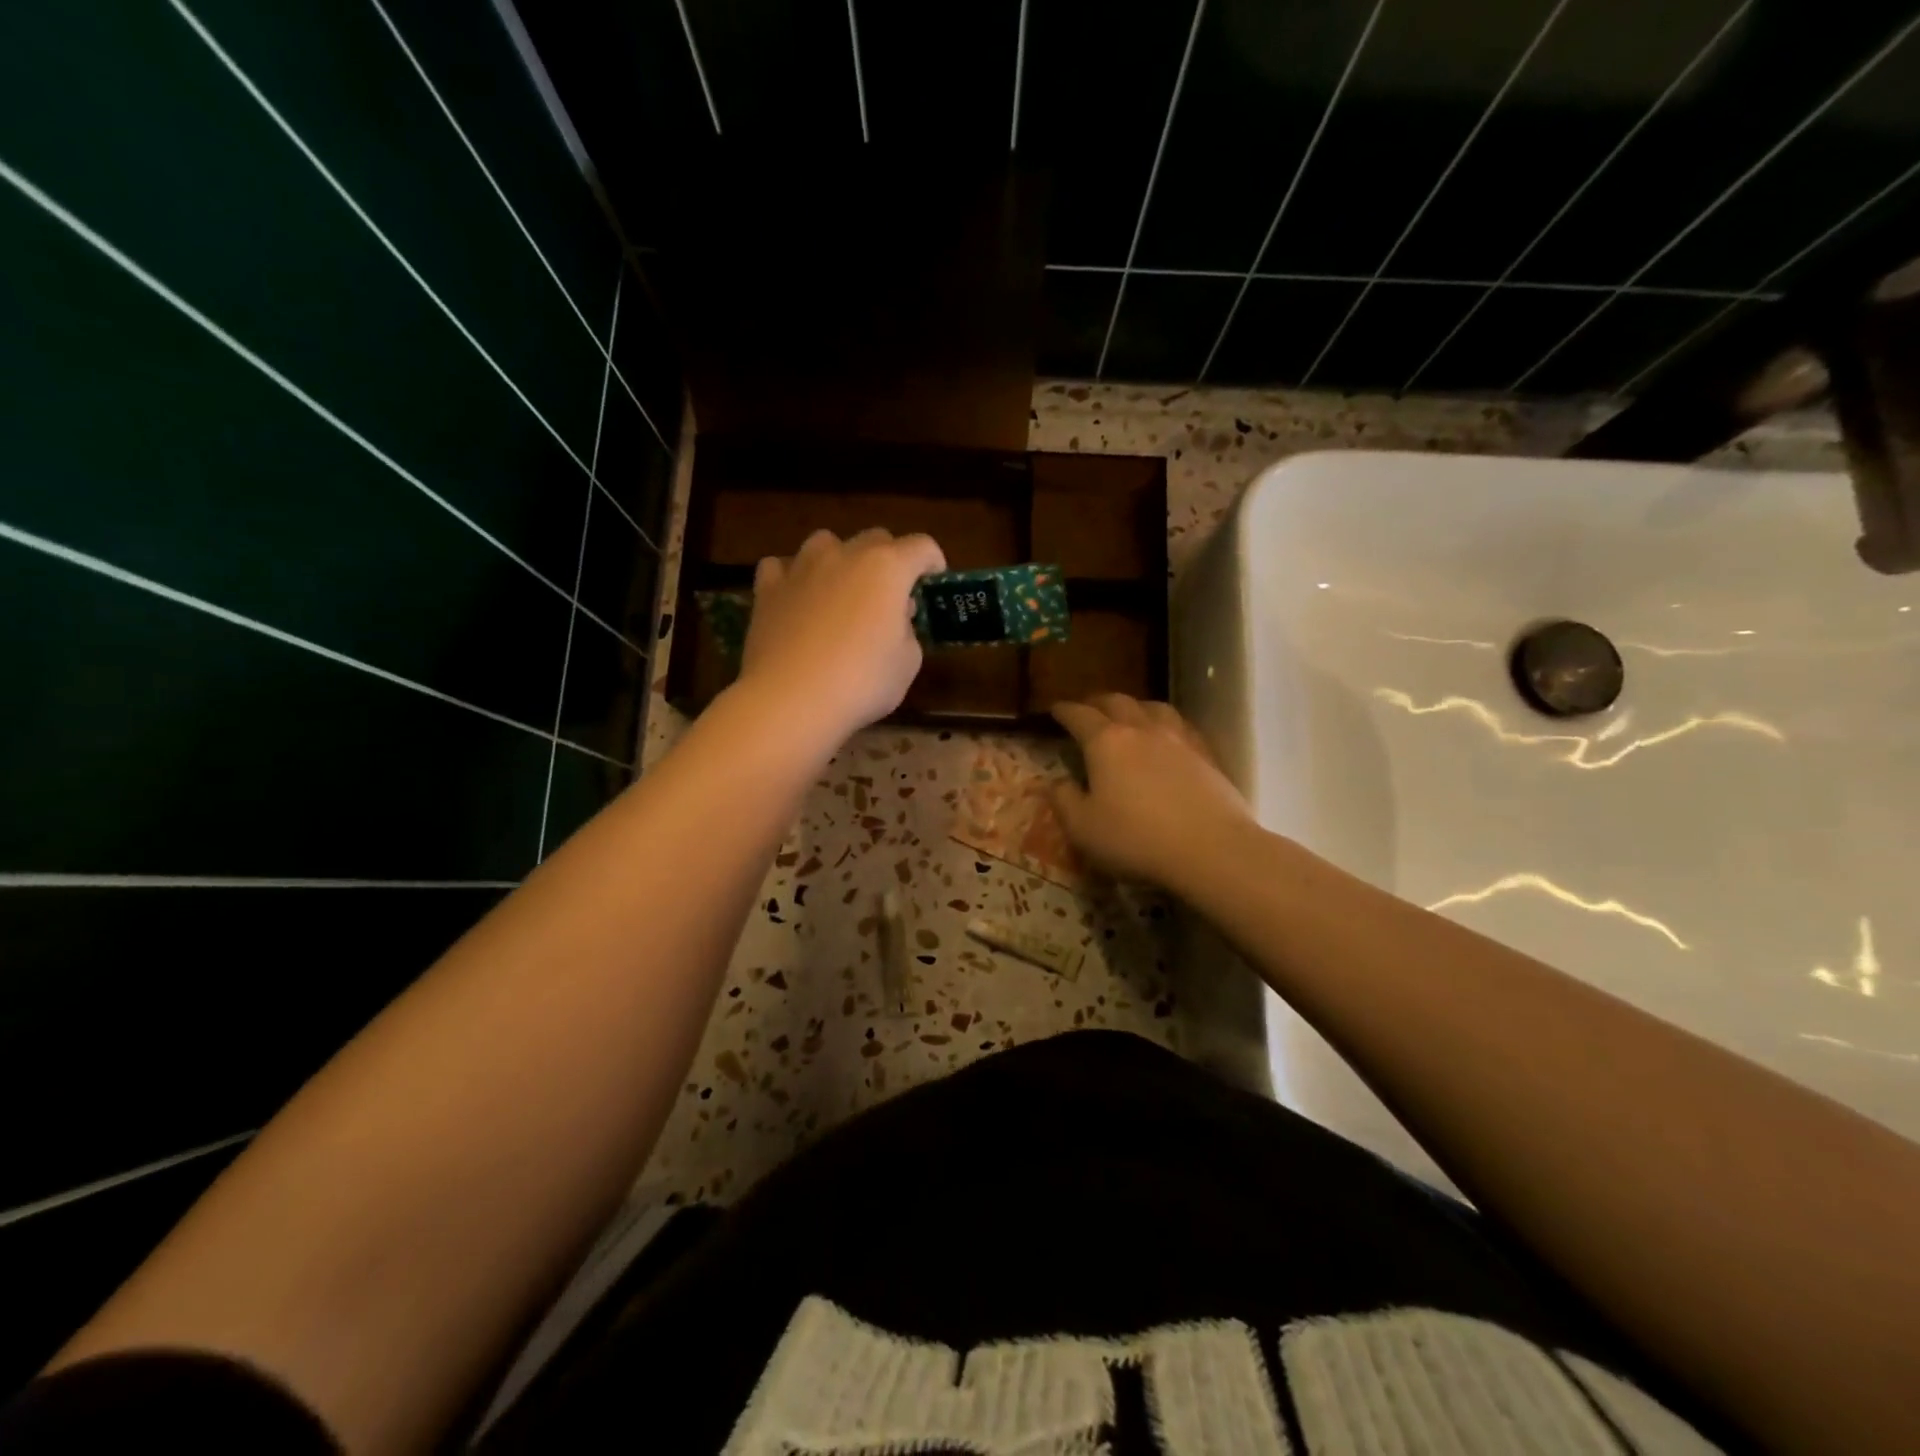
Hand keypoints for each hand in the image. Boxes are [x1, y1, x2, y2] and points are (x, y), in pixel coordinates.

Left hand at [737, 527, 946, 745]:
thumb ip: (907, 632)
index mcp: (887, 568)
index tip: (933, 584)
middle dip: (889, 560)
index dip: (933, 563)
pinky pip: (782, 567)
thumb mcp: (907, 663)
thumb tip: (895, 619)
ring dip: (840, 561)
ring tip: (840, 592)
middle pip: (875, 539)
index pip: (922, 546)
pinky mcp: (768, 588)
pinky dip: (792, 577)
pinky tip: (796, 599)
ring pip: (826, 543)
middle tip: (889, 596)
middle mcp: (845, 554)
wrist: (792, 700)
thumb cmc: (862, 682)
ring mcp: (801, 567)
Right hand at [1050, 694, 1256, 890]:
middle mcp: (1141, 729)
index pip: (1079, 715)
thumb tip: (1057, 782)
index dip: (1064, 711)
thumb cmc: (1136, 839)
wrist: (1211, 849)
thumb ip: (1064, 800)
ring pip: (1152, 707)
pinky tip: (1167, 737)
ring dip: (1134, 707)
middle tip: (1087, 710)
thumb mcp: (1083, 828)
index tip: (1054, 710)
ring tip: (1128, 715)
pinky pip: (1180, 725)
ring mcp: (1178, 738)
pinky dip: (1165, 723)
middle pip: (1116, 701)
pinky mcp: (1206, 754)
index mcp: (1105, 741)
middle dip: (1097, 702)